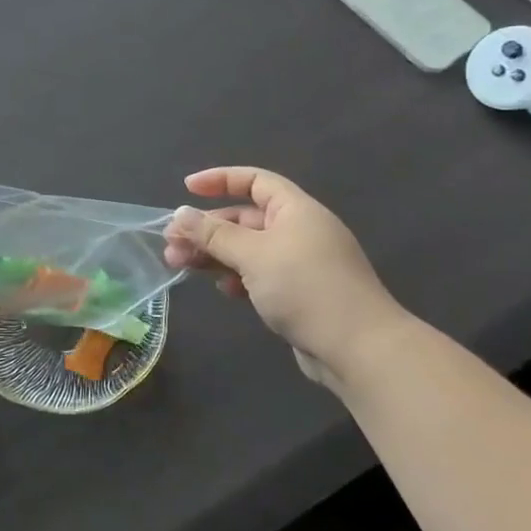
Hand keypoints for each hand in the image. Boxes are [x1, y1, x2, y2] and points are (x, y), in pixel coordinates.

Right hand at [163, 167, 406, 387]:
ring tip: (180, 266)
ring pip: (248, 249)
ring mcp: (301, 264)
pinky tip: (224, 290)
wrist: (360, 350)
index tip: (186, 188)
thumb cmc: (305, 288)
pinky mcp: (300, 294)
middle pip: (245, 218)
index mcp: (295, 210)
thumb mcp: (253, 255)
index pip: (255, 181)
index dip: (220, 180)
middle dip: (207, 228)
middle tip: (171, 243)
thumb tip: (180, 214)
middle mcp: (299, 231)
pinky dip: (238, 277)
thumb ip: (214, 234)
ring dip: (215, 254)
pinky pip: (260, 275)